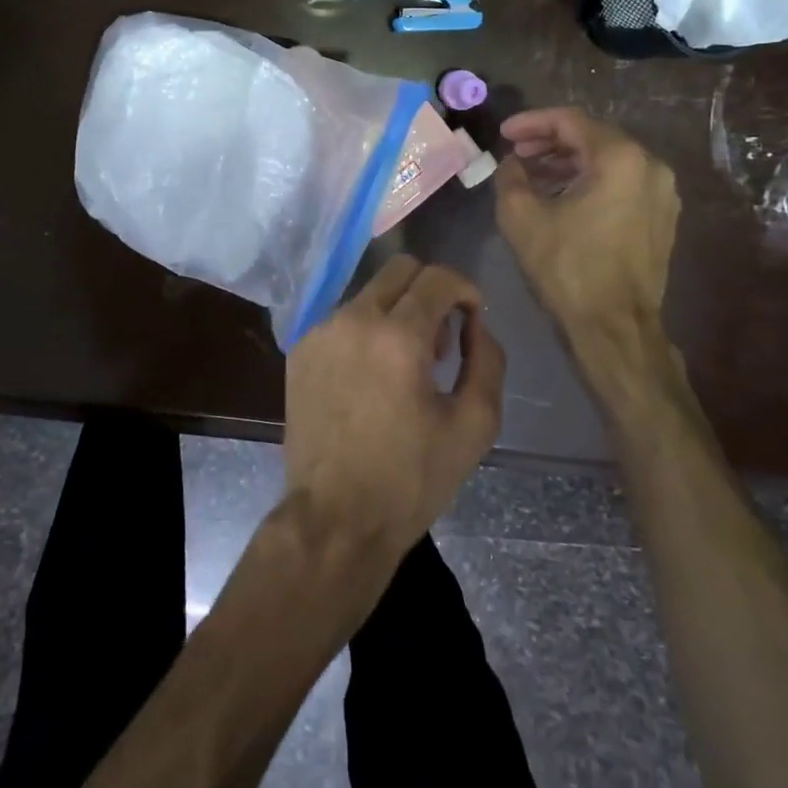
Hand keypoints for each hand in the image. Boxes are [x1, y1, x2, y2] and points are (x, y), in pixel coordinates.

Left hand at [283, 256, 504, 566]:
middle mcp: (352, 320)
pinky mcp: (299, 351)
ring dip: (397, 313)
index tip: (472, 320)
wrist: (335, 517)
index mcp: (397, 336)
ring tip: (404, 368)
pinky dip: (366, 333)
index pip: (438, 277)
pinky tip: (370, 379)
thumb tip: (476, 324)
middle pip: (399, 269)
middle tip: (440, 341)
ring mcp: (319, 333)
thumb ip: (488, 361)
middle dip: (430, 291)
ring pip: (369, 294)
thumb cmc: (411, 478)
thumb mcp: (474, 425)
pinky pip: (342, 320)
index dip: (466, 290)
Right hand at [494, 107, 680, 335]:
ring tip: (534, 176)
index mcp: (619, 158)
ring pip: (608, 161)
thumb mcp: (521, 217)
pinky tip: (563, 197)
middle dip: (550, 142)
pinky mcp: (662, 217)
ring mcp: (662, 192)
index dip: (532, 122)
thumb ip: (511, 177)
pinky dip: (590, 181)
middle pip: (593, 137)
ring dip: (569, 163)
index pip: (570, 121)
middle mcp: (650, 166)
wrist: (615, 326)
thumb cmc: (567, 268)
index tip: (504, 134)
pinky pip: (622, 183)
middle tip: (517, 154)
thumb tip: (512, 163)